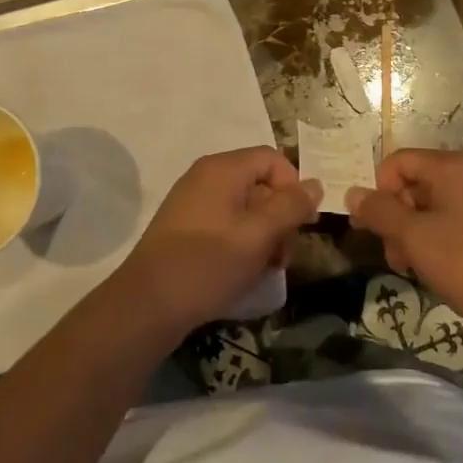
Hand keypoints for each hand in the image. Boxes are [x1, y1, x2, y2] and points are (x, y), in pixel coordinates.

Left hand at [117, 147, 321, 335]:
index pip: (273, 159)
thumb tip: (315, 184)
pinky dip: (241, 242)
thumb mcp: (258, 236)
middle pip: (259, 183)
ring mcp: (192, 200)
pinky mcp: (184, 226)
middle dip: (279, 217)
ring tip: (264, 270)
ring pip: (244, 207)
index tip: (301, 225)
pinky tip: (241, 272)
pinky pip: (225, 222)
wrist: (147, 304)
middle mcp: (206, 175)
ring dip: (263, 235)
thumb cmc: (208, 264)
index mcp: (223, 168)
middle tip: (282, 257)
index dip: (293, 187)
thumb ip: (290, 207)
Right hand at [347, 150, 462, 338]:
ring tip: (416, 269)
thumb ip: (380, 212)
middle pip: (417, 182)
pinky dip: (442, 238)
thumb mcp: (416, 239)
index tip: (373, 229)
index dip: (378, 191)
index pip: (398, 162)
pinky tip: (443, 269)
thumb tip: (352, 192)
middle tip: (395, 257)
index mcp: (453, 167)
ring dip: (417, 232)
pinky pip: (460, 219)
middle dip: (397, 217)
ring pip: (437, 204)